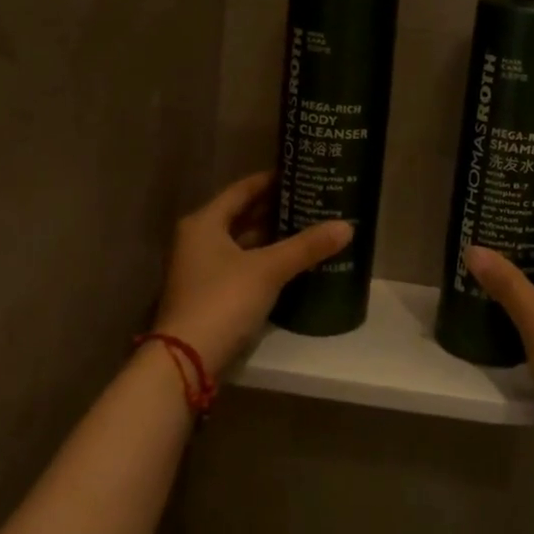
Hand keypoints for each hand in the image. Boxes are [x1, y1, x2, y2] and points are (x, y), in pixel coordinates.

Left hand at [151, 172, 351, 375]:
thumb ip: (306, 246)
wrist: (186, 360)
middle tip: (311, 200)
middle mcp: (197, 240)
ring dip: (271, 237)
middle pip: (241, 216)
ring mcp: (201, 270)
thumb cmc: (222, 300)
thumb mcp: (268, 269)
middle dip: (275, 210)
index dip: (270, 181)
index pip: (241, 190)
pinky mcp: (209, 295)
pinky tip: (291, 263)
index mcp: (204, 223)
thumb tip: (347, 226)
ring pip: (242, 244)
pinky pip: (242, 266)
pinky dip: (264, 261)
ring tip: (308, 228)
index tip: (300, 174)